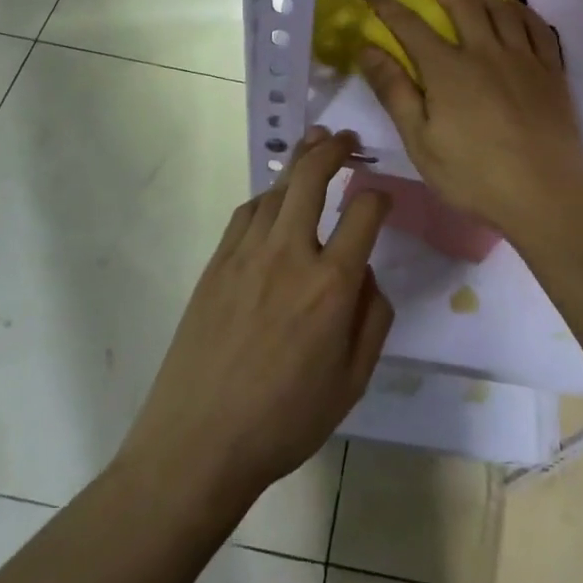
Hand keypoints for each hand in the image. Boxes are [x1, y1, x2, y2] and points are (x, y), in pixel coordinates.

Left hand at [119, 129, 392, 512]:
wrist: (198, 442)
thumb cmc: (284, 421)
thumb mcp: (352, 383)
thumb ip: (372, 320)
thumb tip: (367, 275)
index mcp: (331, 285)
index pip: (364, 213)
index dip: (380, 196)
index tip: (384, 197)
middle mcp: (290, 255)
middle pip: (312, 178)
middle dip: (335, 150)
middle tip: (347, 140)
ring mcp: (247, 255)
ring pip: (277, 189)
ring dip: (299, 162)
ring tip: (314, 146)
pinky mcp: (216, 264)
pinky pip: (246, 213)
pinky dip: (267, 196)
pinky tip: (275, 199)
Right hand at [358, 0, 582, 240]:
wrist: (545, 194)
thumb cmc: (474, 175)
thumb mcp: (421, 142)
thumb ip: (395, 92)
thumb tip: (367, 49)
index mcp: (448, 69)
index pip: (409, 25)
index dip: (385, 3)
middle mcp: (486, 51)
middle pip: (463, 4)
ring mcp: (524, 58)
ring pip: (502, 8)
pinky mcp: (552, 71)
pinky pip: (537, 27)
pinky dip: (521, 11)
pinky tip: (515, 11)